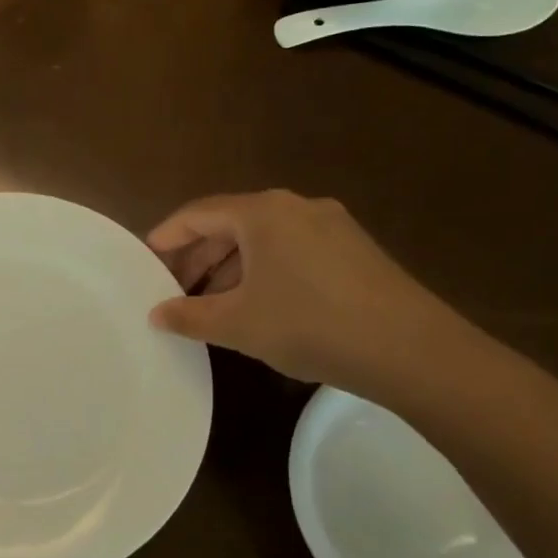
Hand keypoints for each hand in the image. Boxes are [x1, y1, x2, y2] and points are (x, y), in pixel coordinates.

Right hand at [146, 190, 466, 396]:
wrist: (412, 351)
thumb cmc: (309, 325)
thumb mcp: (237, 324)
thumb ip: (188, 315)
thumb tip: (156, 314)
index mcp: (262, 212)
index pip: (197, 213)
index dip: (166, 237)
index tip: (145, 262)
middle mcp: (296, 207)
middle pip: (230, 224)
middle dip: (198, 258)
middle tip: (174, 291)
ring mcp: (332, 226)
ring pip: (263, 240)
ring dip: (230, 269)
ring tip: (212, 306)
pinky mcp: (355, 251)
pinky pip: (292, 252)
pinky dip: (264, 273)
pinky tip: (259, 307)